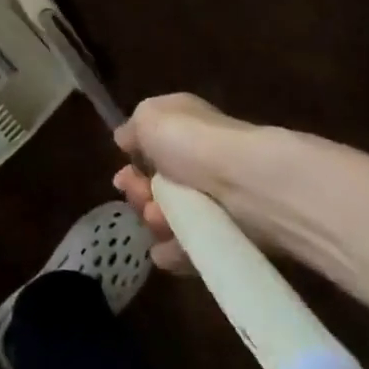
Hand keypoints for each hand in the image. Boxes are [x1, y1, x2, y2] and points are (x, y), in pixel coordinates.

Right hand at [112, 93, 278, 273]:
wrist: (245, 183)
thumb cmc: (191, 141)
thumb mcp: (149, 116)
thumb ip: (133, 128)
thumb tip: (126, 139)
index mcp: (184, 127)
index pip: (153, 147)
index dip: (133, 163)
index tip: (122, 175)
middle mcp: (199, 161)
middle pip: (158, 184)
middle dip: (139, 192)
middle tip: (140, 195)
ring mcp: (214, 199)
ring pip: (171, 216)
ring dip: (154, 220)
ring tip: (158, 218)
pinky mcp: (226, 235)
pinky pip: (191, 247)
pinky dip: (173, 251)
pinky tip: (162, 251)